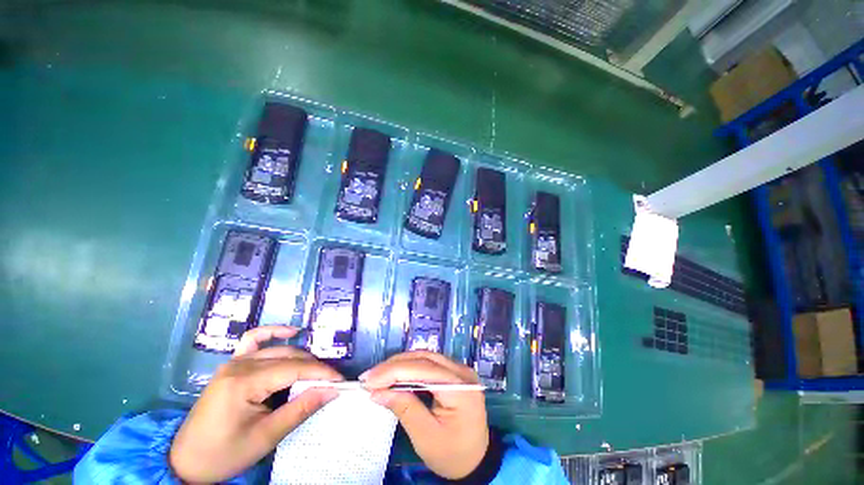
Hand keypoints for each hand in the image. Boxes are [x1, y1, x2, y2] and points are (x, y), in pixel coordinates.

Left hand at [169, 326, 342, 482]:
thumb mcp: (266, 437)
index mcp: (244, 382)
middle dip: (314, 367)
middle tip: (331, 382)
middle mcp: (239, 364)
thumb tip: (332, 390)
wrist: (185, 461)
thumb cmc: (224, 454)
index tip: (341, 381)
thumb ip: (301, 409)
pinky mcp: (231, 365)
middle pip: (289, 357)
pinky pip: (253, 339)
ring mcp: (234, 362)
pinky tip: (290, 333)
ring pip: (278, 350)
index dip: (321, 373)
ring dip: (301, 357)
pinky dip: (273, 333)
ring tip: (316, 372)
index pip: (294, 369)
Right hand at [362, 351, 488, 479]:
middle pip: (424, 358)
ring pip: (425, 356)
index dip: (394, 371)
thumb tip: (377, 392)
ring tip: (378, 375)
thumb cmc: (452, 454)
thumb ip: (404, 409)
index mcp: (460, 389)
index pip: (423, 369)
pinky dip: (410, 367)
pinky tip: (395, 374)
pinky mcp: (454, 372)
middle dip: (394, 365)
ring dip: (400, 364)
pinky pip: (429, 362)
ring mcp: (460, 369)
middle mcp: (462, 372)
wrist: (476, 459)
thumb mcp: (426, 437)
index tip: (368, 380)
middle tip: (369, 377)